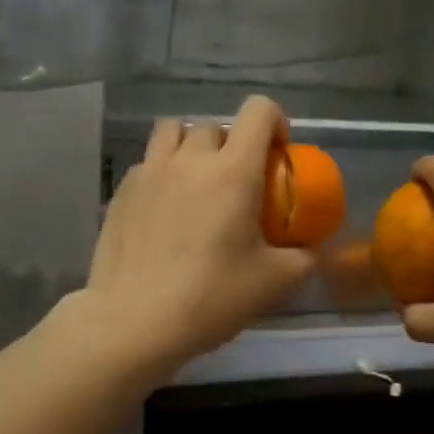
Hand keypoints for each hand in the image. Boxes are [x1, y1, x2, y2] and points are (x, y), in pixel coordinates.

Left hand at [81, 95, 316, 379]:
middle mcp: (190, 160)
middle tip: (238, 181)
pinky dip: (163, 172)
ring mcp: (150, 172)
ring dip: (192, 146)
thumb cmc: (210, 297)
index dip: (275, 121)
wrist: (133, 322)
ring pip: (173, 131)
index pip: (258, 111)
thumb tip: (311, 250)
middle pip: (216, 125)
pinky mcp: (122, 191)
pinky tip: (165, 209)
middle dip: (233, 144)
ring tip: (197, 180)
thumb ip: (302, 258)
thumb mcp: (273, 282)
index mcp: (233, 171)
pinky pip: (148, 162)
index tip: (278, 153)